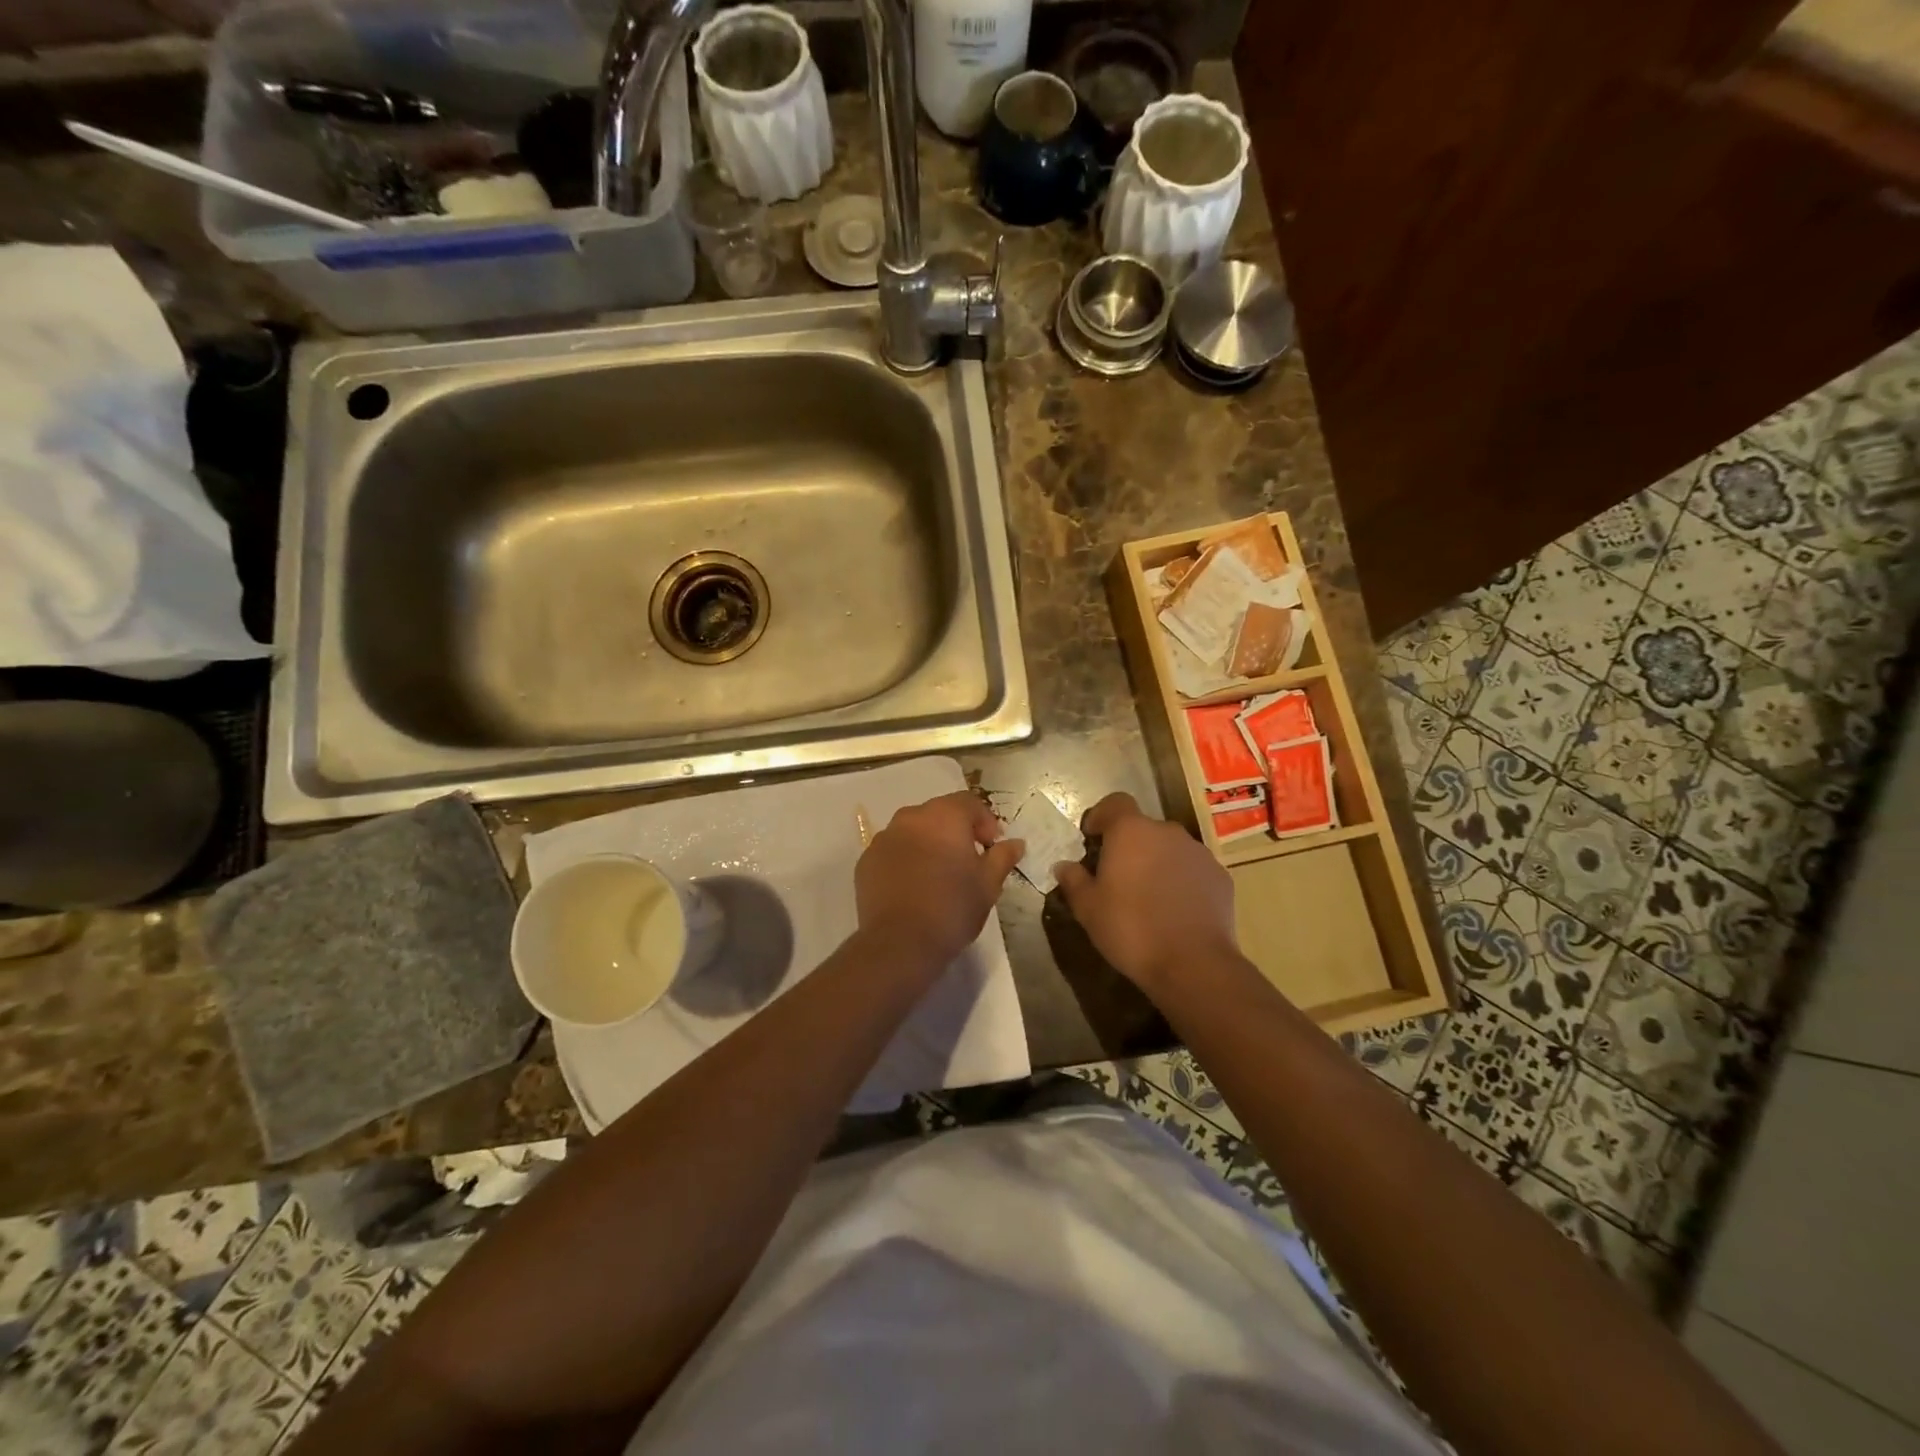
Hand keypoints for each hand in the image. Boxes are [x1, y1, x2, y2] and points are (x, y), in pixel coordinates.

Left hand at [855, 791, 1024, 969]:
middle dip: (956, 832)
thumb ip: (1002, 857)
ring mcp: (883, 838)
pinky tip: (913, 887)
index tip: (991, 848)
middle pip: (939, 814)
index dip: (985, 822)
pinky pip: (892, 851)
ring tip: (938, 875)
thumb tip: (1016, 843)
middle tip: (967, 862)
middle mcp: (910, 818)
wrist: (900, 943)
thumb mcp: (988, 884)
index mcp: (944, 816)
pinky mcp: (866, 861)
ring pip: (913, 831)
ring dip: (928, 844)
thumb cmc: (952, 908)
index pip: (969, 803)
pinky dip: (905, 860)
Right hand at [1054, 792, 1237, 991]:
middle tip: (1117, 876)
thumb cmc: (1131, 929)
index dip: (1102, 816)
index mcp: (1131, 831)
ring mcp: (1198, 853)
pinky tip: (1175, 910)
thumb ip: (1074, 881)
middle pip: (1143, 828)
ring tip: (1148, 896)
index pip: (1115, 803)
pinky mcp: (1220, 877)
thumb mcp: (1088, 909)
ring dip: (1157, 863)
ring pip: (1170, 849)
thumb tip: (1064, 866)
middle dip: (1130, 846)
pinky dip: (1182, 881)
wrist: (1193, 964)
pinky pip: (1193, 870)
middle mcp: (1167, 832)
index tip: (1092, 838)